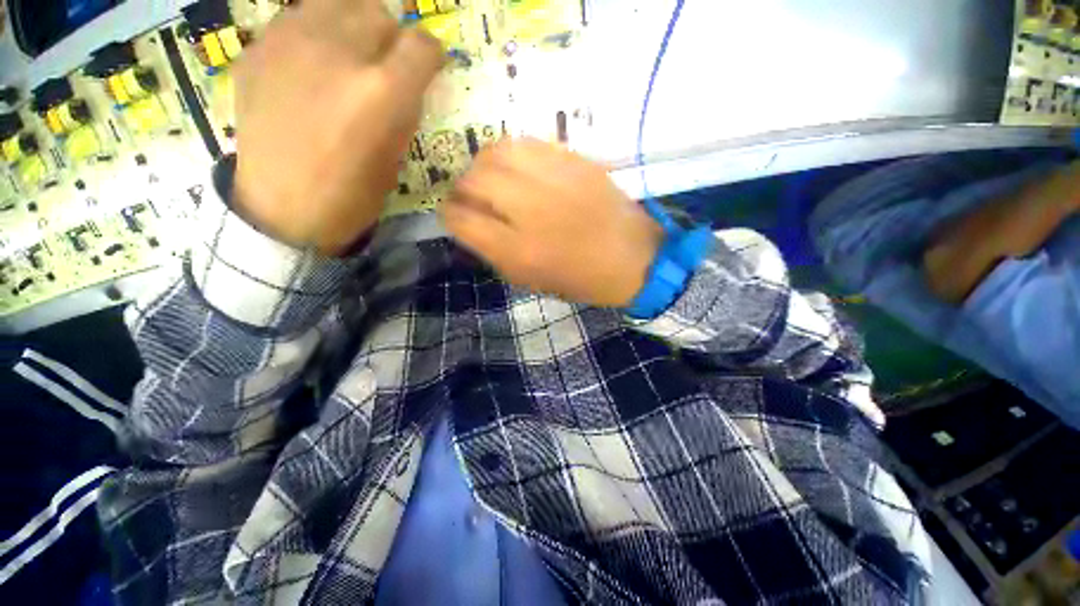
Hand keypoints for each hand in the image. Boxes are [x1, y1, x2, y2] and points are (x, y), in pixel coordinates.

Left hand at [233, 0, 444, 254]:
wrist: (282, 208)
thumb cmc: (351, 195)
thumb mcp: (396, 156)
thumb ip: (404, 109)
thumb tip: (408, 79)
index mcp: (381, 92)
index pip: (421, 45)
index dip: (430, 55)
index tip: (428, 67)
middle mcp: (339, 53)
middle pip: (379, 13)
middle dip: (391, 38)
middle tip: (385, 64)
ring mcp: (290, 42)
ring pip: (337, 1)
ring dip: (353, 23)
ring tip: (348, 53)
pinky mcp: (257, 47)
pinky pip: (297, 17)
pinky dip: (314, 31)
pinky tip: (310, 62)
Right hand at [443, 139, 663, 307]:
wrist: (632, 259)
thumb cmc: (580, 279)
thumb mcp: (530, 280)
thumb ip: (494, 252)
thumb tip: (469, 224)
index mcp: (519, 251)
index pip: (462, 220)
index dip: (449, 215)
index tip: (452, 215)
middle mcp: (530, 211)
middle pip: (474, 180)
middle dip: (462, 187)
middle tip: (470, 196)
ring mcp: (554, 180)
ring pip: (497, 152)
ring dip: (484, 164)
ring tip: (491, 177)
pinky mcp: (574, 162)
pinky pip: (528, 143)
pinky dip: (512, 153)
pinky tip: (517, 167)